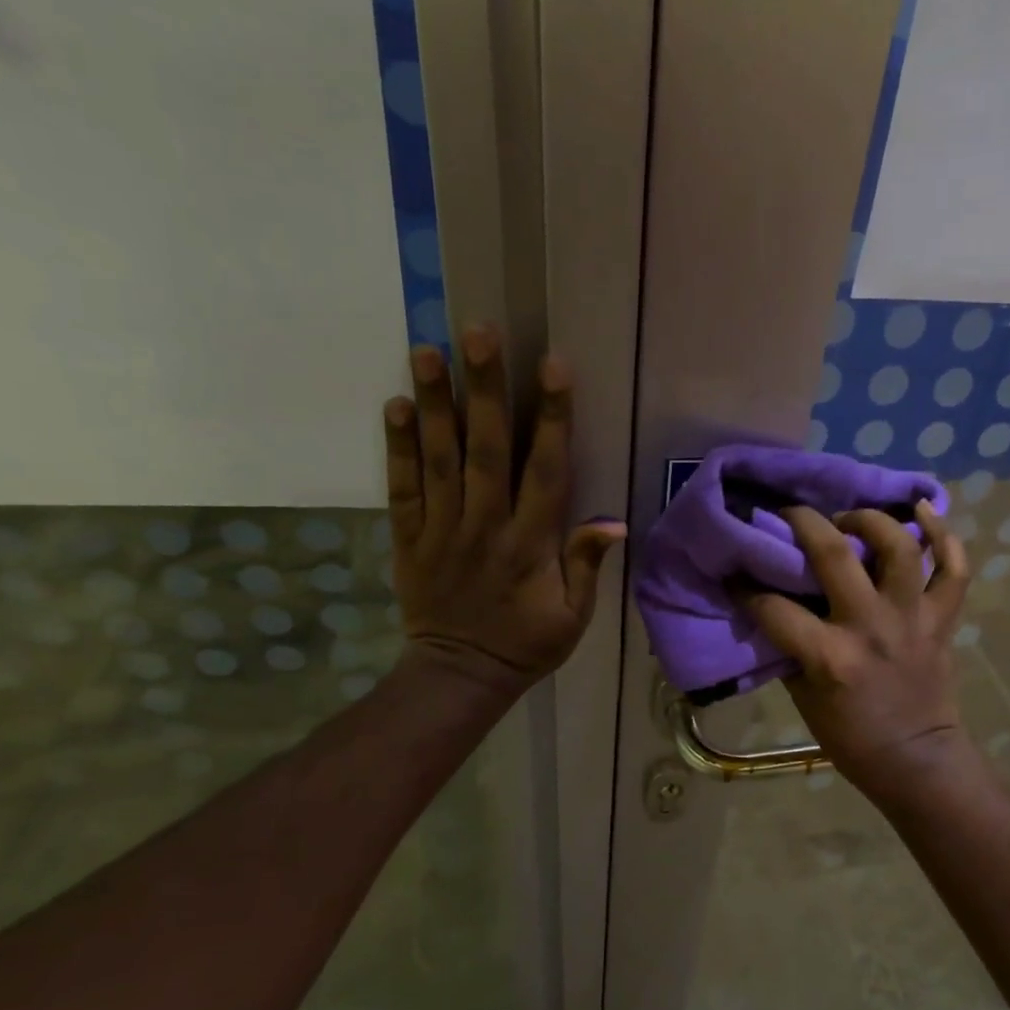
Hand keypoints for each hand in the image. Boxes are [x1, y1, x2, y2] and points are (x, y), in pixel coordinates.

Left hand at [386, 326, 624, 696]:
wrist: (460, 676)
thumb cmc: (526, 644)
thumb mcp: (573, 617)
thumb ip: (586, 566)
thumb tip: (613, 521)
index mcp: (531, 544)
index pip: (545, 471)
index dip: (551, 418)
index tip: (553, 367)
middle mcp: (486, 526)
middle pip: (486, 450)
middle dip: (485, 390)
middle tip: (477, 333)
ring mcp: (442, 530)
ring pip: (439, 459)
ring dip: (434, 404)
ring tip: (427, 350)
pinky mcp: (409, 538)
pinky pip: (402, 488)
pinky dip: (397, 448)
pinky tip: (396, 406)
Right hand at [739, 501, 973, 800]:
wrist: (915, 758)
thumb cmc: (850, 736)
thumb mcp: (802, 697)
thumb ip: (788, 648)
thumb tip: (769, 607)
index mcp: (829, 655)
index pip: (774, 607)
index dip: (746, 587)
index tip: (736, 572)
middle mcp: (870, 625)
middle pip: (834, 553)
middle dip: (803, 522)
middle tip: (790, 515)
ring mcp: (912, 618)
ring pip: (899, 547)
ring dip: (871, 520)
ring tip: (852, 519)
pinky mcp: (942, 619)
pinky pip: (954, 569)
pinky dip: (945, 535)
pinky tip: (924, 510)